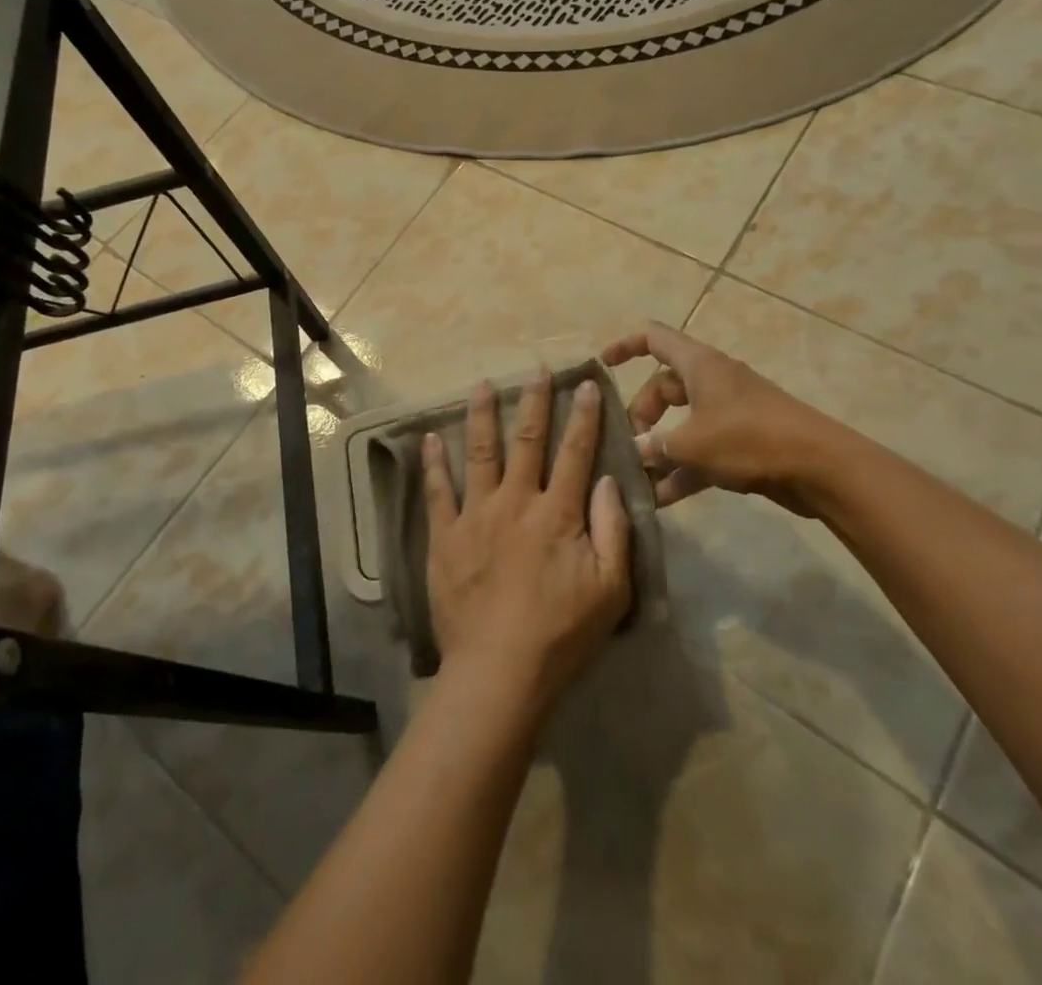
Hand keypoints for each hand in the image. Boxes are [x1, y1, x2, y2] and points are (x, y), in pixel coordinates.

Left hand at [423, 371, 631, 710]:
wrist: (499, 670)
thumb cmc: (562, 633)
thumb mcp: (611, 589)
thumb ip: (613, 530)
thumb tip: (608, 480)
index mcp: (557, 513)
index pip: (575, 452)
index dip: (582, 416)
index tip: (584, 384)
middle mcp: (516, 501)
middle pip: (527, 440)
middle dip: (534, 401)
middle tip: (536, 370)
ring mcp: (476, 515)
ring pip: (479, 453)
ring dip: (481, 415)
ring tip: (481, 384)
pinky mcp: (445, 536)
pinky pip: (437, 492)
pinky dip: (433, 463)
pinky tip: (428, 439)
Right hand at [602, 323, 846, 512]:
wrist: (819, 467)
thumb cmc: (749, 439)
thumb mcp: (691, 443)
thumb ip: (656, 447)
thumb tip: (634, 452)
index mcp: (699, 365)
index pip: (654, 338)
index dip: (625, 346)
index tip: (602, 365)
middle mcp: (712, 381)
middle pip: (663, 387)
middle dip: (641, 414)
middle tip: (629, 445)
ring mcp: (729, 412)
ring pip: (681, 423)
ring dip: (660, 449)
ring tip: (638, 478)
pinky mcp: (742, 442)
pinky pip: (702, 450)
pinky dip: (683, 469)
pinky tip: (662, 499)